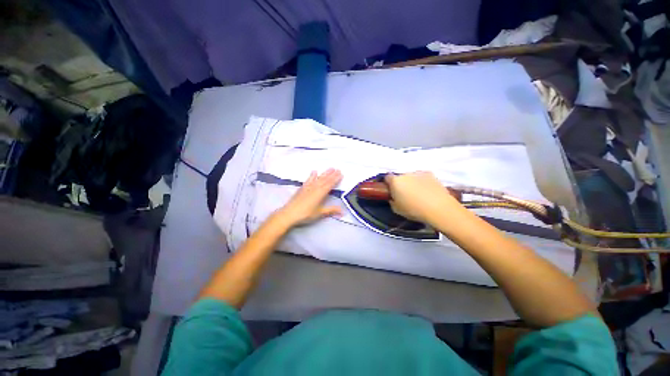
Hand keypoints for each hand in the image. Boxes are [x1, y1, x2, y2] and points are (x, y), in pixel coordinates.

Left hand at [277, 169, 342, 226]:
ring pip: (318, 178)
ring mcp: (308, 187)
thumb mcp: (320, 213)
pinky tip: (314, 172)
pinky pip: (309, 180)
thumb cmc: (306, 214)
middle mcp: (315, 188)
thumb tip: (343, 211)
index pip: (330, 184)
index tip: (341, 173)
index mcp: (321, 193)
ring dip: (324, 173)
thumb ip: (331, 210)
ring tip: (330, 168)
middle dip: (332, 174)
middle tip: (338, 169)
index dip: (336, 179)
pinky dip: (312, 175)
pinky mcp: (302, 188)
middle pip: (325, 179)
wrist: (289, 213)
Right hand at [385, 172, 459, 222]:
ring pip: (411, 176)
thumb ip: (392, 201)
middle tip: (405, 194)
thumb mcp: (397, 209)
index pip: (387, 178)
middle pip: (400, 177)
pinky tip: (427, 191)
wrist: (439, 208)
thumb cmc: (414, 210)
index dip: (388, 184)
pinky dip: (422, 182)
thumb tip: (393, 198)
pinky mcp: (431, 174)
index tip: (391, 191)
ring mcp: (418, 173)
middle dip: (401, 183)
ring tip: (418, 193)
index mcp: (395, 181)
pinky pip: (422, 177)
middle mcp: (405, 174)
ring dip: (412, 182)